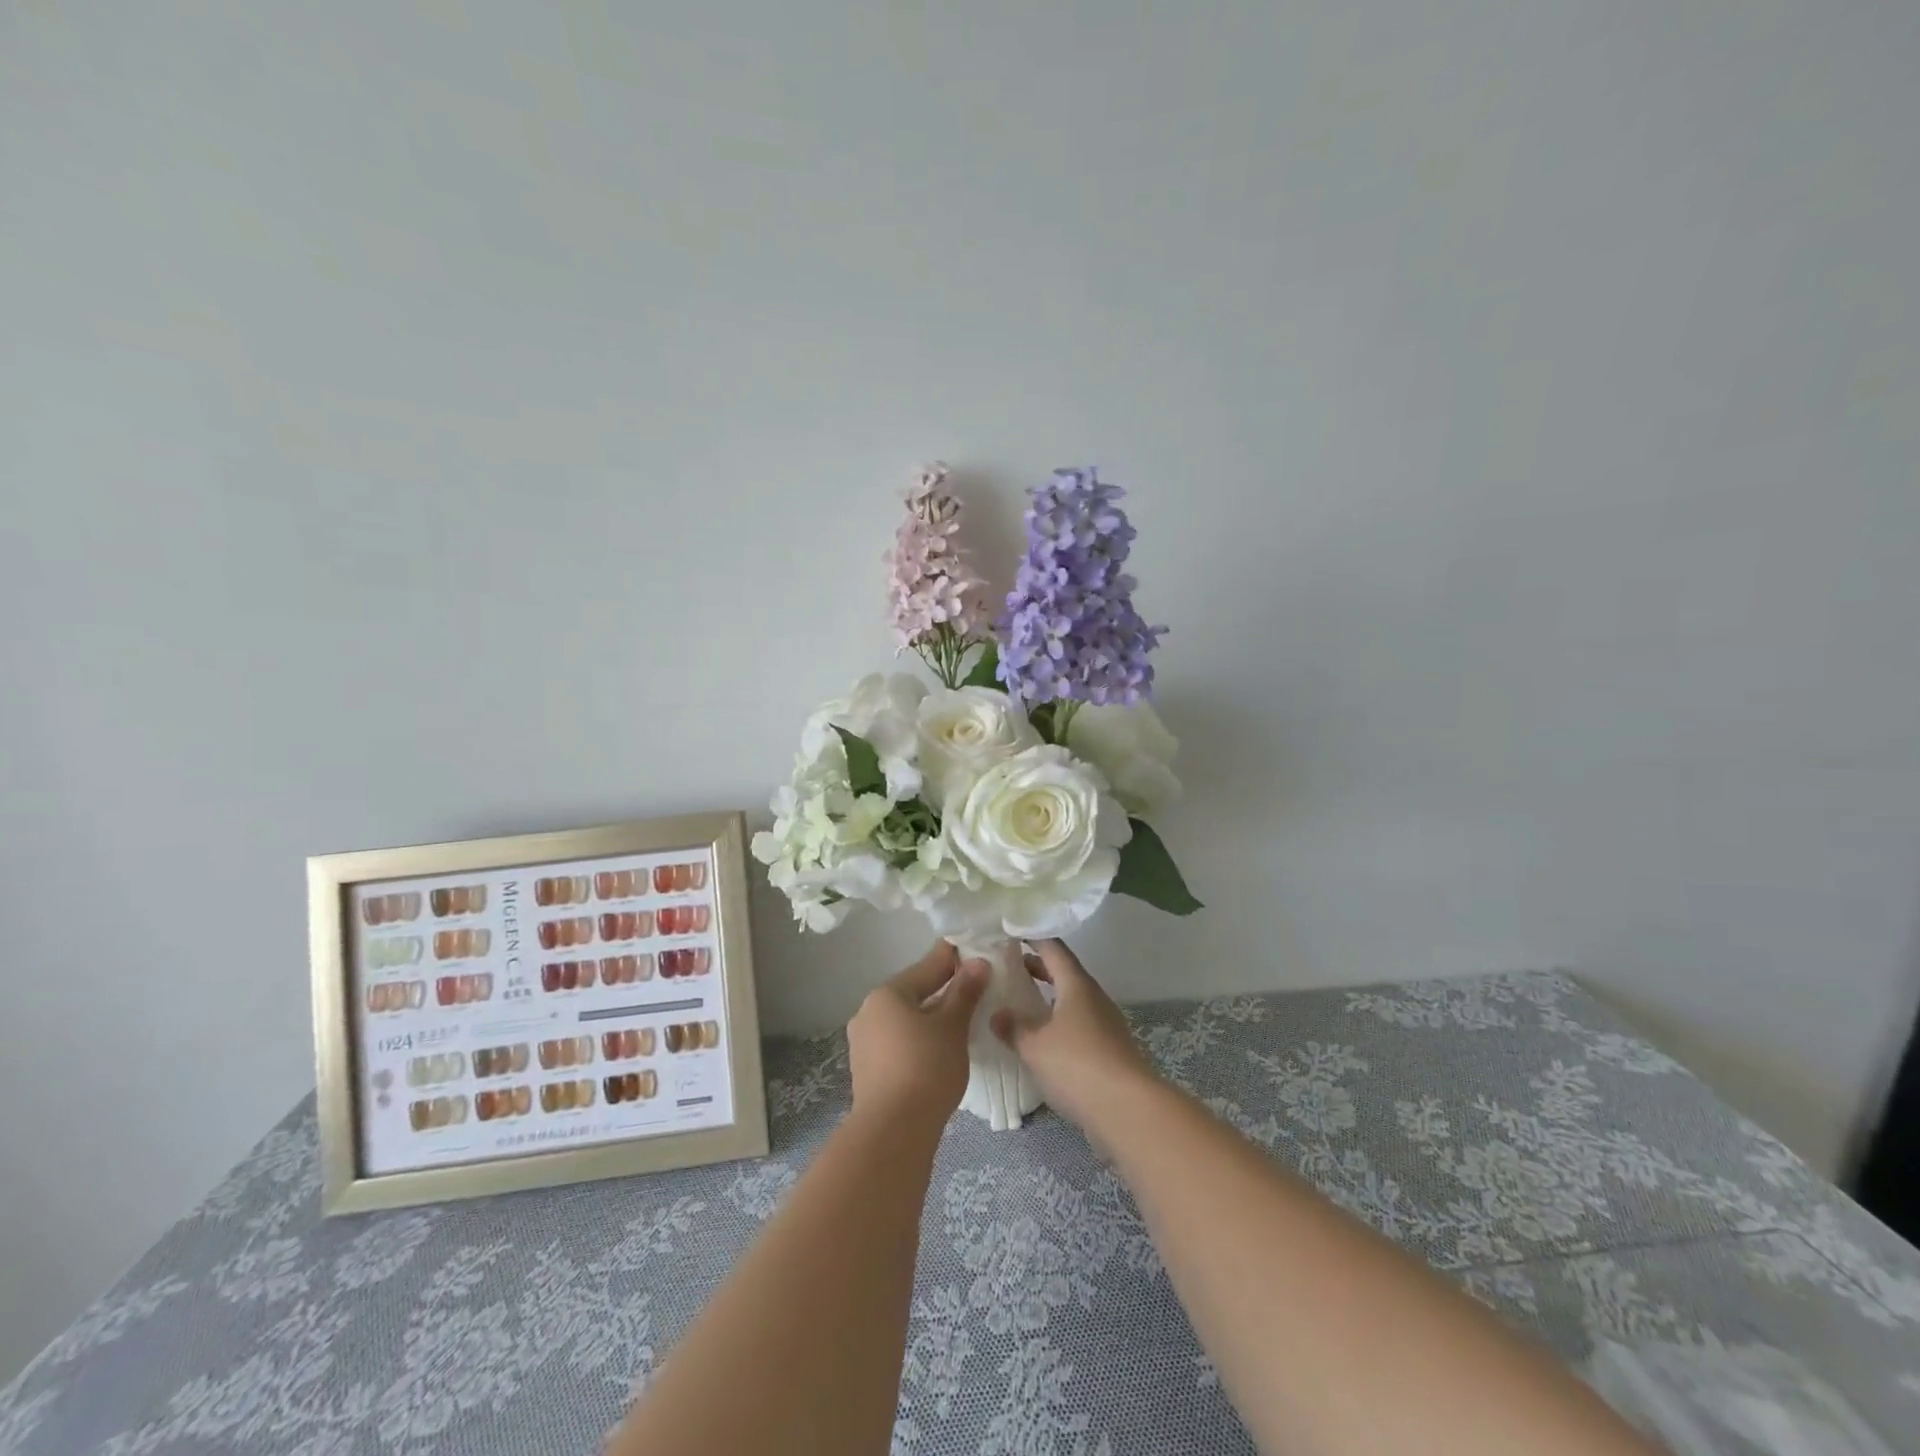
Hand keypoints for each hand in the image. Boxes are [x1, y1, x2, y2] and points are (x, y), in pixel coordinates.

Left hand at [847, 942, 988, 1135]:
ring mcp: (864, 1042)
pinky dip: (918, 1040)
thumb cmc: (926, 1068)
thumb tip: (977, 962)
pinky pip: (898, 1042)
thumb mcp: (952, 1027)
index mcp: (887, 993)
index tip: (976, 953)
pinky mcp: (867, 1070)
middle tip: (975, 991)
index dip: (954, 960)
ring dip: (931, 1018)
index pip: (927, 966)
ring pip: (905, 1020)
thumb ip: (965, 992)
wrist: (892, 1131)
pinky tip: (938, 1051)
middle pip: (914, 992)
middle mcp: (869, 1011)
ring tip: (960, 1023)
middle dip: (943, 991)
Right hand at [990, 940, 1157, 1137]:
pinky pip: (1077, 1023)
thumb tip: (997, 1013)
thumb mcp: (1035, 1045)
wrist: (1128, 1110)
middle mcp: (1093, 997)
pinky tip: (1039, 1038)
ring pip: (1070, 999)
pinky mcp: (1108, 1049)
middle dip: (1036, 967)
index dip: (1031, 937)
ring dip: (1046, 997)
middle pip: (1063, 972)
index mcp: (1076, 984)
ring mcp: (1104, 1023)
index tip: (1008, 932)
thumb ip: (1013, 1027)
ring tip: (1018, 1002)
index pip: (1052, 948)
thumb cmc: (1078, 1064)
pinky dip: (1056, 1021)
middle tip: (1006, 966)